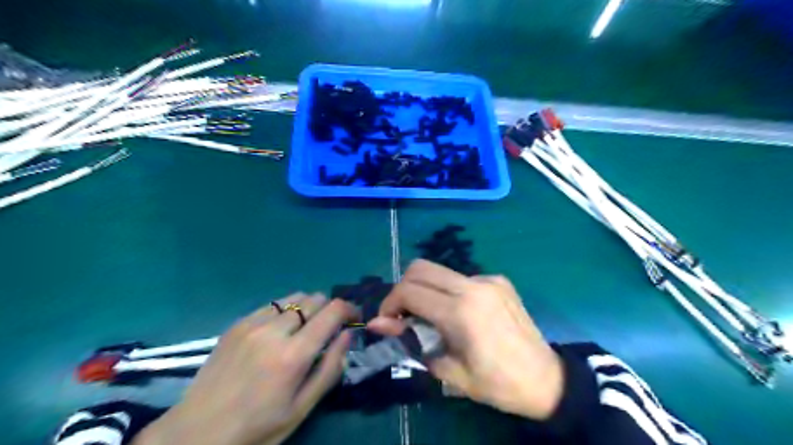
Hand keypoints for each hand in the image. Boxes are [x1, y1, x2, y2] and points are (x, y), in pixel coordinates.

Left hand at [136, 291, 358, 444]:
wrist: (196, 433)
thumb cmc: (257, 427)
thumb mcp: (302, 408)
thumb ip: (330, 368)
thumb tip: (348, 335)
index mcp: (293, 355)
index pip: (332, 312)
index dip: (349, 308)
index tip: (354, 317)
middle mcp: (274, 331)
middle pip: (314, 299)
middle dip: (329, 308)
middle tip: (329, 328)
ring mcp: (252, 324)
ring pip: (294, 297)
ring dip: (308, 307)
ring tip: (305, 328)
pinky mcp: (237, 324)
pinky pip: (272, 304)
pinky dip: (285, 311)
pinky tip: (279, 331)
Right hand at [367, 260, 563, 418]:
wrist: (546, 379)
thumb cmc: (495, 384)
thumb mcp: (448, 369)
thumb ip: (409, 340)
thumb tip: (376, 324)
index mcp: (460, 312)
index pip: (409, 290)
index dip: (390, 303)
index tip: (388, 321)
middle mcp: (473, 286)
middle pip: (420, 267)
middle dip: (403, 288)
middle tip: (404, 314)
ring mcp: (488, 279)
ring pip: (439, 270)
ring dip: (425, 288)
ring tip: (431, 316)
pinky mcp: (499, 279)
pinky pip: (461, 278)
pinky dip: (448, 291)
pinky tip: (460, 313)